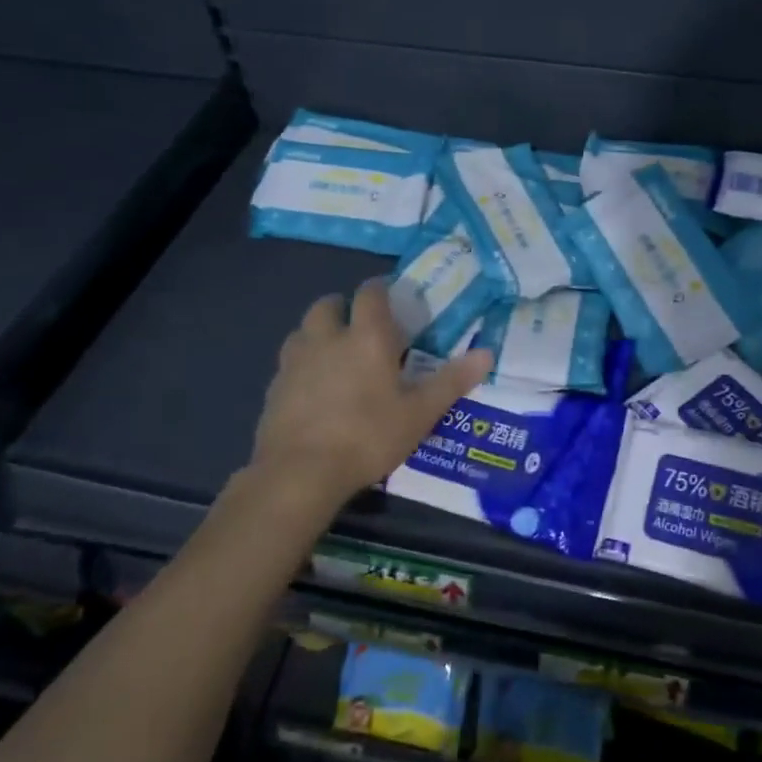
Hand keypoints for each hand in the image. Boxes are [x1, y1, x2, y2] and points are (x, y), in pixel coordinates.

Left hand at [248, 280, 493, 510]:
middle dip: (344, 308)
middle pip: (328, 304)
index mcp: (367, 336)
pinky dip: (301, 365)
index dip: (381, 289)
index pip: (371, 292)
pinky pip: (288, 363)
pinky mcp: (273, 388)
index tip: (392, 297)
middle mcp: (327, 338)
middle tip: (361, 328)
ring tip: (335, 355)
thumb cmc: (368, 436)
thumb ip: (452, 381)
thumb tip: (487, 353)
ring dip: (318, 333)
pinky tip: (313, 390)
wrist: (299, 473)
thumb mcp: (420, 413)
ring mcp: (295, 362)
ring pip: (303, 330)